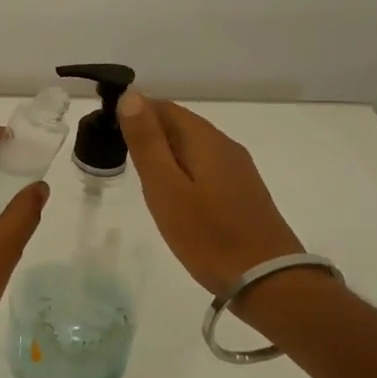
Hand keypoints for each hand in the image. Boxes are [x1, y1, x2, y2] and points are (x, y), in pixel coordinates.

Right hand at [118, 90, 302, 294]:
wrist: (268, 282)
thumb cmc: (208, 236)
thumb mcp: (166, 188)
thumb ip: (147, 142)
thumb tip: (131, 95)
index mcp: (205, 139)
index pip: (163, 107)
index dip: (133, 113)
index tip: (108, 135)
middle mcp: (225, 145)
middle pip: (179, 124)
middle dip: (148, 133)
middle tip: (119, 159)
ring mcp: (238, 169)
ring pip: (192, 146)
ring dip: (164, 153)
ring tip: (141, 178)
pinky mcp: (242, 191)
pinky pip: (204, 166)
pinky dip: (182, 170)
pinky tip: (173, 195)